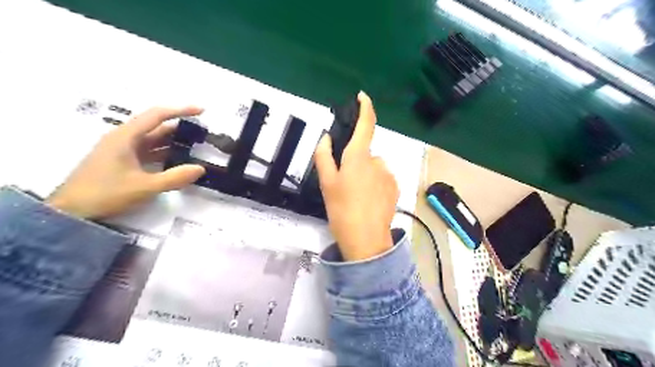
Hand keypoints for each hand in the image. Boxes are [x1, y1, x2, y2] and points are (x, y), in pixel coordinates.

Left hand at [48, 107, 204, 219]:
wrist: (71, 211)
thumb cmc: (105, 193)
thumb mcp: (144, 187)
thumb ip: (175, 177)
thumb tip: (200, 169)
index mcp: (126, 137)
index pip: (157, 115)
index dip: (180, 110)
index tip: (201, 111)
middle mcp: (124, 139)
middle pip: (156, 127)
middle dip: (180, 128)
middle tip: (202, 133)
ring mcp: (122, 150)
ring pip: (153, 140)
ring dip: (173, 142)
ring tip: (195, 146)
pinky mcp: (123, 161)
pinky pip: (148, 152)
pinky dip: (164, 153)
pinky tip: (177, 160)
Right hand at [313, 90, 398, 260]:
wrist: (366, 240)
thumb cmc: (342, 210)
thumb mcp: (326, 183)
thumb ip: (324, 157)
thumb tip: (326, 138)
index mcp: (359, 157)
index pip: (366, 125)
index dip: (365, 107)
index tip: (362, 97)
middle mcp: (378, 162)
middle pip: (365, 152)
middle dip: (355, 161)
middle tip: (344, 183)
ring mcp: (389, 175)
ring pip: (374, 167)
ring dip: (365, 174)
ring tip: (356, 196)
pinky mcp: (395, 188)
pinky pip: (382, 178)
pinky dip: (375, 184)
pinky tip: (368, 201)